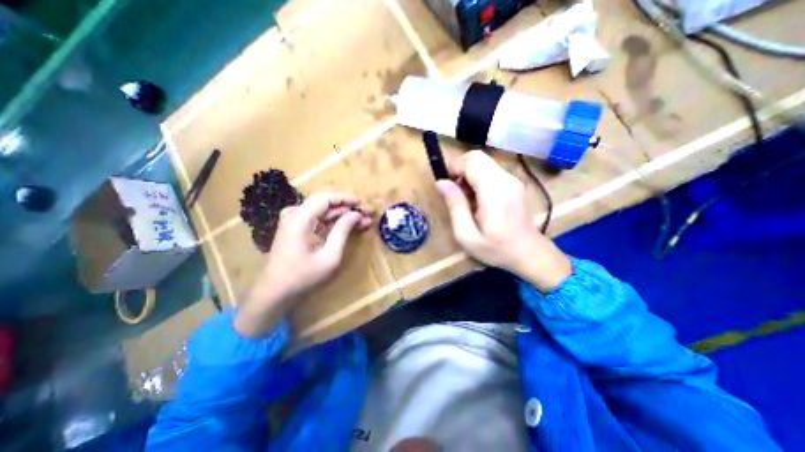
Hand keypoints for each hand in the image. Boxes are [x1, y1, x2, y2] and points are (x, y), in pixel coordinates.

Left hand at [234, 192, 369, 336]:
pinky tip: (349, 226)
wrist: (275, 291)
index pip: (326, 198)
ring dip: (343, 215)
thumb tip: (356, 214)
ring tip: (363, 220)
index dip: (346, 198)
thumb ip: (342, 231)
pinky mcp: (296, 227)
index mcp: (300, 218)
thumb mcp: (329, 256)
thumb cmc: (303, 276)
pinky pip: (318, 219)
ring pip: (323, 210)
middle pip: (325, 202)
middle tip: (367, 213)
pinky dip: (334, 222)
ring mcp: (294, 220)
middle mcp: (294, 213)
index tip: (363, 204)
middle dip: (348, 207)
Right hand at [433, 151, 570, 292]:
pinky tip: (478, 198)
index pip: (471, 162)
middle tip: (455, 192)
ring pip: (484, 162)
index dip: (454, 168)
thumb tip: (441, 182)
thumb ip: (455, 206)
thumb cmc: (496, 249)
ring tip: (466, 198)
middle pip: (477, 157)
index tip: (448, 187)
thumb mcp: (467, 235)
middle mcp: (506, 179)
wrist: (529, 254)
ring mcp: (513, 180)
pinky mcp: (514, 183)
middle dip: (460, 168)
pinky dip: (478, 177)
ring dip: (469, 173)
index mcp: (494, 192)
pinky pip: (491, 170)